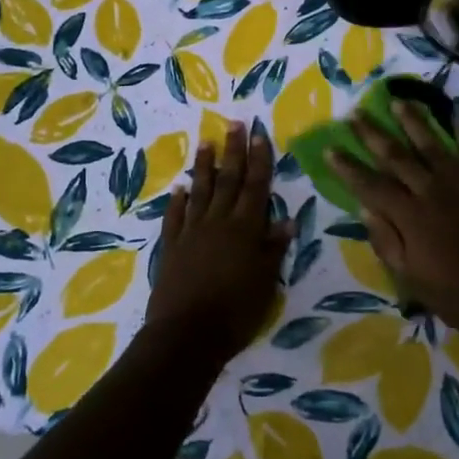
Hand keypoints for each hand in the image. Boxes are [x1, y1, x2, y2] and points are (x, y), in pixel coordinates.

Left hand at [146, 121, 291, 367]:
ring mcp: (192, 232)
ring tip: (205, 143)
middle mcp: (218, 222)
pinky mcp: (171, 246)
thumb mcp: (265, 282)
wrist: (186, 334)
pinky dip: (178, 201)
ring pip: (200, 191)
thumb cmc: (235, 311)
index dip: (259, 160)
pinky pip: (175, 216)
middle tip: (233, 123)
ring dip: (203, 166)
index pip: (256, 187)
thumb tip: (287, 221)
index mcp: (245, 229)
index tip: (258, 134)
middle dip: (233, 151)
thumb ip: (273, 249)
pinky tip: (179, 188)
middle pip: (228, 180)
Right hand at [332, 101, 458, 345]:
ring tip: (399, 102)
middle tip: (356, 114)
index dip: (348, 166)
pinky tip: (457, 122)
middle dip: (373, 134)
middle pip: (396, 155)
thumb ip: (384, 239)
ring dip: (413, 122)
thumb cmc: (453, 294)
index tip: (331, 147)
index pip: (369, 184)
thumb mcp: (408, 276)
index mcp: (408, 214)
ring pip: (432, 144)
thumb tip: (365, 206)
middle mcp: (431, 190)